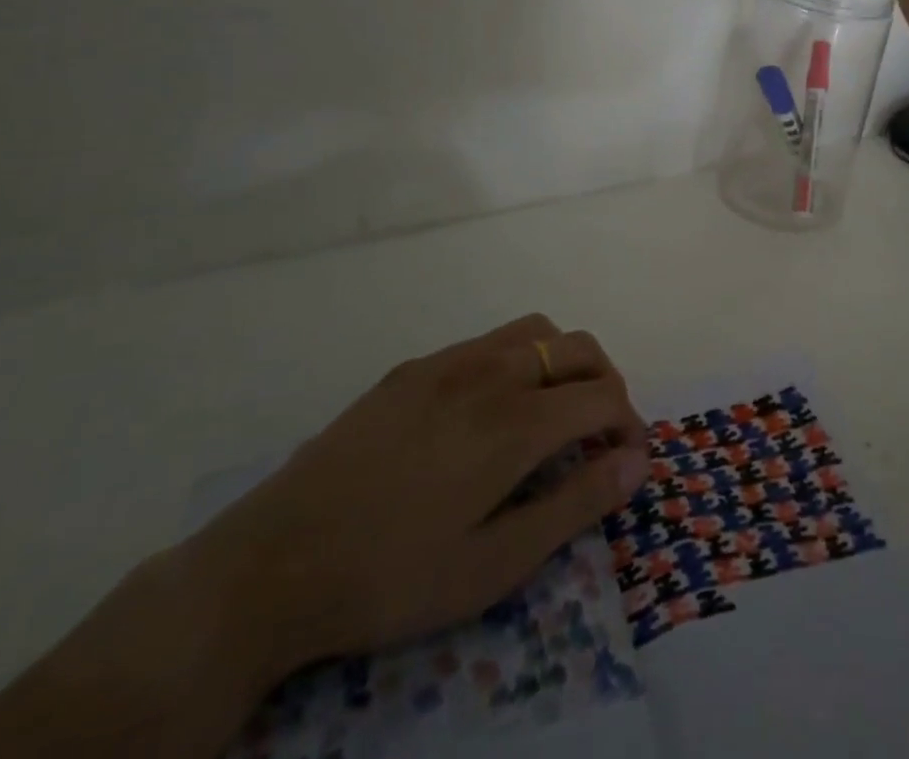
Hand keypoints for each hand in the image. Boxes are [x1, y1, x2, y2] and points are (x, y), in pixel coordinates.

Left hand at [189, 314, 648, 682]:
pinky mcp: (413, 369)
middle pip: (578, 348)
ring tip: (554, 410)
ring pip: (534, 331)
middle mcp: (490, 372)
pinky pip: (487, 341)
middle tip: (600, 433)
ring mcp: (448, 363)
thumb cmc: (391, 577)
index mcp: (516, 421)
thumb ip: (576, 506)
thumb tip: (638, 461)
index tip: (629, 459)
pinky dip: (517, 360)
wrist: (269, 566)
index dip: (630, 423)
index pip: (603, 396)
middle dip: (606, 383)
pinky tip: (490, 411)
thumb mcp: (493, 566)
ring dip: (562, 361)